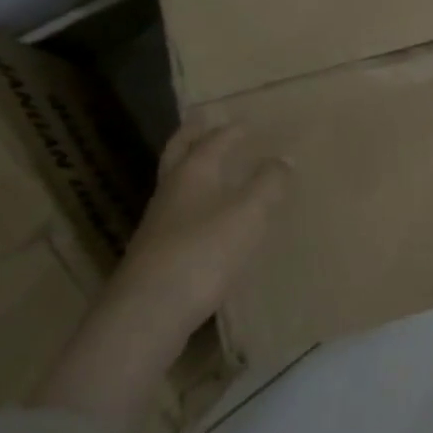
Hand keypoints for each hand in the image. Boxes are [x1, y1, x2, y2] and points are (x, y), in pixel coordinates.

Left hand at [114, 119, 289, 331]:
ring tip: (210, 167)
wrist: (149, 311)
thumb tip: (283, 158)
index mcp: (193, 172)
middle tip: (203, 121)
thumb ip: (268, 184)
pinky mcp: (157, 253)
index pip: (212, 141)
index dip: (231, 130)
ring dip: (191, 168)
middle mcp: (171, 190)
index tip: (246, 122)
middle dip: (192, 136)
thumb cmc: (204, 251)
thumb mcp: (249, 213)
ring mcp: (159, 223)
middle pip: (178, 153)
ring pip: (175, 183)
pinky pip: (178, 213)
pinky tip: (205, 218)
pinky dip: (192, 201)